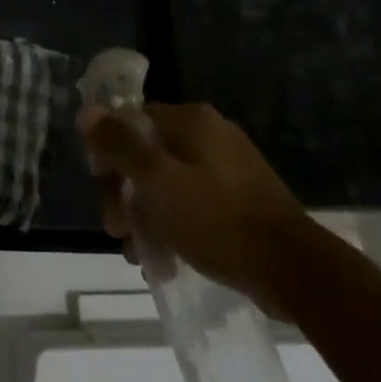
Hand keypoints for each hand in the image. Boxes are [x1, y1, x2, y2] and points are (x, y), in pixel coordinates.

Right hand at [79, 102, 311, 314]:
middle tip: (117, 231)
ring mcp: (226, 167)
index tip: (102, 191)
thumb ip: (119, 145)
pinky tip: (164, 258)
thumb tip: (87, 112)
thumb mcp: (157, 180)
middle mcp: (209, 134)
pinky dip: (171, 225)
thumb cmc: (217, 219)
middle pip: (146, 154)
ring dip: (144, 215)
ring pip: (165, 183)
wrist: (293, 270)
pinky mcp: (238, 198)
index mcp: (191, 121)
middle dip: (124, 193)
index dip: (107, 154)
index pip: (130, 121)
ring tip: (139, 254)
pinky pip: (190, 203)